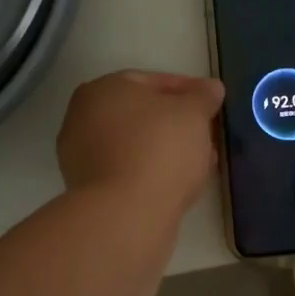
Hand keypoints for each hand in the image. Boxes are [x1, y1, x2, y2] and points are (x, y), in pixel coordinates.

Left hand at [58, 71, 224, 217]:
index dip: (187, 89)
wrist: (127, 214)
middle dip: (177, 122)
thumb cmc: (160, 148)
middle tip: (208, 131)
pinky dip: (154, 171)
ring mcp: (82, 157)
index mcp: (102, 90)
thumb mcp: (193, 112)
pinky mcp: (90, 191)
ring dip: (169, 148)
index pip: (150, 81)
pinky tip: (182, 181)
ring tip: (202, 159)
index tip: (211, 102)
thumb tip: (211, 88)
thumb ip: (203, 96)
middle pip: (141, 114)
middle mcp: (83, 118)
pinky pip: (130, 171)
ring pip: (136, 144)